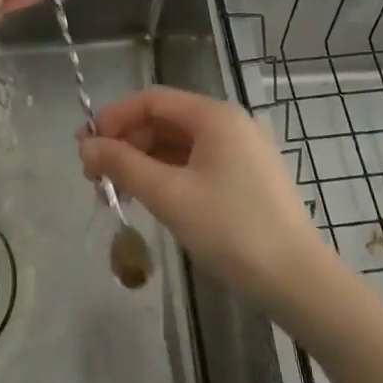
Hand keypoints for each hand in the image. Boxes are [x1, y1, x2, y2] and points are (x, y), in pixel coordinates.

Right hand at [80, 87, 334, 324]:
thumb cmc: (231, 230)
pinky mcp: (246, 179)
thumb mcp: (169, 195)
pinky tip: (149, 198)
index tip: (85, 146)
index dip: (114, 118)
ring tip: (116, 192)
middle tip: (95, 177)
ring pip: (178, 145)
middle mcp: (230, 124)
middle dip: (126, 143)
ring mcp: (241, 151)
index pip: (152, 100)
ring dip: (143, 162)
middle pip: (164, 121)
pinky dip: (167, 175)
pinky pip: (196, 164)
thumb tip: (85, 146)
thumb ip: (123, 165)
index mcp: (215, 116)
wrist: (298, 282)